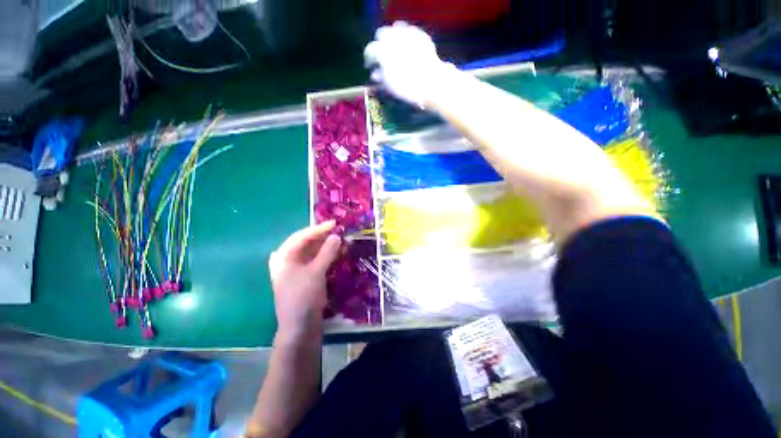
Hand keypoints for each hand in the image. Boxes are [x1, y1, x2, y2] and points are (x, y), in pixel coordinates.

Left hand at [269, 221, 341, 342]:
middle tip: (340, 231)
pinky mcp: (305, 277)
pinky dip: (327, 256)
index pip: (302, 236)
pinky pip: (317, 261)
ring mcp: (297, 270)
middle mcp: (288, 261)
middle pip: (307, 243)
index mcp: (284, 257)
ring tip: (342, 241)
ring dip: (327, 246)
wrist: (300, 328)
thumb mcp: (316, 272)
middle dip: (324, 237)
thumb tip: (336, 236)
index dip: (318, 229)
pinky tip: (338, 253)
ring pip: (313, 252)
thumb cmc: (303, 297)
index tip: (334, 223)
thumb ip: (327, 252)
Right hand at [364, 21, 450, 106]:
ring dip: (392, 38)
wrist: (432, 82)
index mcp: (383, 52)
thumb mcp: (390, 85)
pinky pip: (409, 31)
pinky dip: (406, 37)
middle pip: (381, 34)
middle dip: (380, 44)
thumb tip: (374, 73)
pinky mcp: (420, 34)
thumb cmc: (408, 87)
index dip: (369, 58)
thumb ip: (380, 77)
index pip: (370, 50)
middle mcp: (393, 38)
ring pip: (395, 29)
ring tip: (395, 49)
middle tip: (382, 55)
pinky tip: (408, 46)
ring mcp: (407, 33)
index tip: (370, 65)